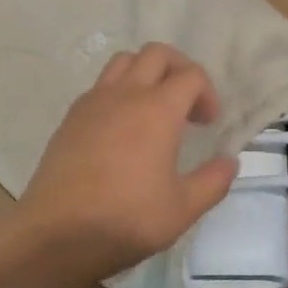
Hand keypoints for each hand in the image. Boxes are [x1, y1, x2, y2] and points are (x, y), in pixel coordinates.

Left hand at [16, 43, 238, 285]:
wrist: (57, 233)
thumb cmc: (126, 219)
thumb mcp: (182, 209)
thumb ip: (213, 181)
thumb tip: (230, 160)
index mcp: (157, 109)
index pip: (190, 75)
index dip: (207, 92)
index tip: (208, 123)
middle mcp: (126, 93)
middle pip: (157, 53)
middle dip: (179, 68)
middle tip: (186, 102)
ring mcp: (94, 100)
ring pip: (124, 60)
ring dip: (146, 72)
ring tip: (153, 106)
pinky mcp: (71, 115)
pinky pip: (101, 85)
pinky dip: (119, 91)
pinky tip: (121, 126)